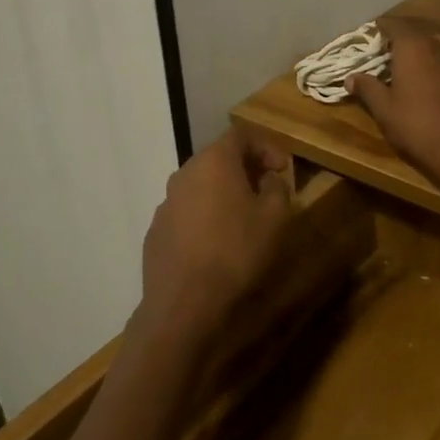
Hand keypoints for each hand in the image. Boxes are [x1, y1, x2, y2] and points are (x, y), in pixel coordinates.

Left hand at [138, 128, 292, 343]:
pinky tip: (217, 243)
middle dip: (245, 169)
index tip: (283, 168)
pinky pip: (186, 213)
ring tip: (243, 218)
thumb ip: (277, 188)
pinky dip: (205, 217)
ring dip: (223, 193)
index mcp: (213, 161)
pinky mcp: (156, 232)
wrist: (183, 304)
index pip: (241, 135)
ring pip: (200, 186)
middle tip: (266, 189)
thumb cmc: (236, 252)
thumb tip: (268, 180)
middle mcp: (184, 174)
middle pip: (217, 158)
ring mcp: (165, 204)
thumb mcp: (275, 218)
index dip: (266, 147)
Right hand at [346, 24, 439, 192]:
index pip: (395, 26)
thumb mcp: (385, 110)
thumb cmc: (419, 127)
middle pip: (418, 38)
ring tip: (415, 78)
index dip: (382, 29)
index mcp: (414, 48)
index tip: (373, 36)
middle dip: (403, 46)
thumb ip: (367, 88)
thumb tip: (350, 77)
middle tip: (390, 62)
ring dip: (425, 60)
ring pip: (439, 53)